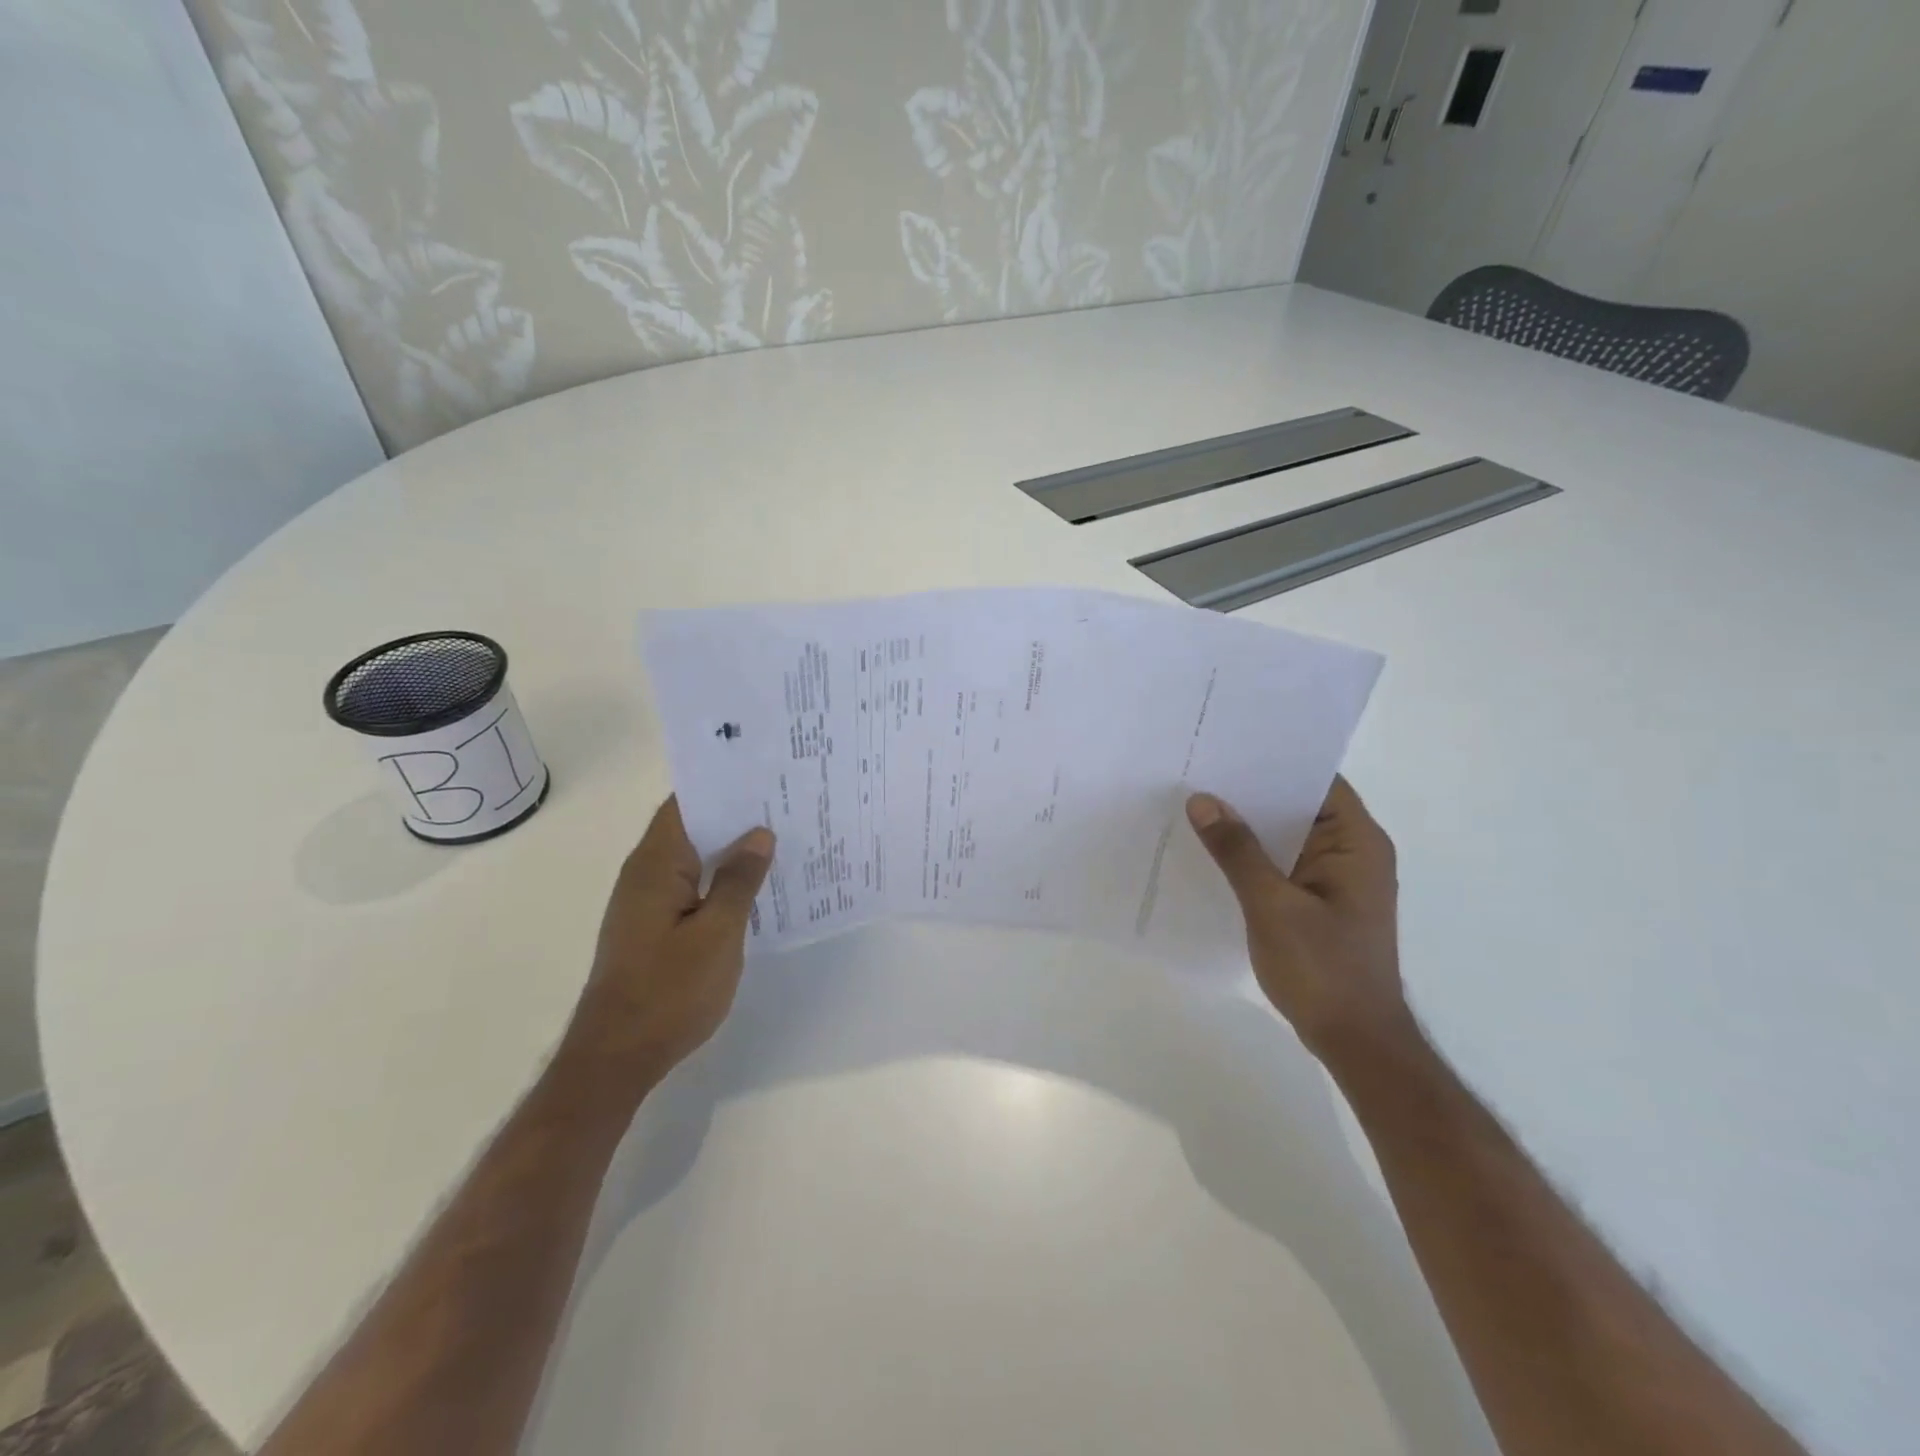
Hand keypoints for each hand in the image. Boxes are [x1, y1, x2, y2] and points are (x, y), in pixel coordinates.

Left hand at [563, 797, 773, 1098]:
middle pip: (690, 827)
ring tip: (778, 839)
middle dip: (733, 815)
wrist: (616, 1057)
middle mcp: (645, 874)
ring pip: (692, 858)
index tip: (764, 775)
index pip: (686, 804)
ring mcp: (645, 902)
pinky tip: (753, 887)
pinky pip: (689, 886)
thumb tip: (758, 834)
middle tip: (784, 804)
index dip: (722, 785)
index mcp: (656, 865)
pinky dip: (718, 878)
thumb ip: (738, 880)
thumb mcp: (718, 934)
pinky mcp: (651, 926)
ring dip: (728, 848)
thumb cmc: (669, 991)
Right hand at [1187, 776, 1412, 1060]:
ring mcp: (1336, 879)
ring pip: (1287, 835)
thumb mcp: (1272, 905)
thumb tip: (1203, 800)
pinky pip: (1283, 863)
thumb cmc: (1323, 969)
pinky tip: (1213, 850)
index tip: (1228, 747)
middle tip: (1199, 770)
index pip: (1318, 780)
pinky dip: (1253, 855)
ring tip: (1197, 802)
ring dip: (1250, 824)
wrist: (1355, 1041)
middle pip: (1299, 805)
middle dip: (1252, 791)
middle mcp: (1352, 852)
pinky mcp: (1319, 902)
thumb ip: (1237, 851)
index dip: (1275, 761)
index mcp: (1357, 843)